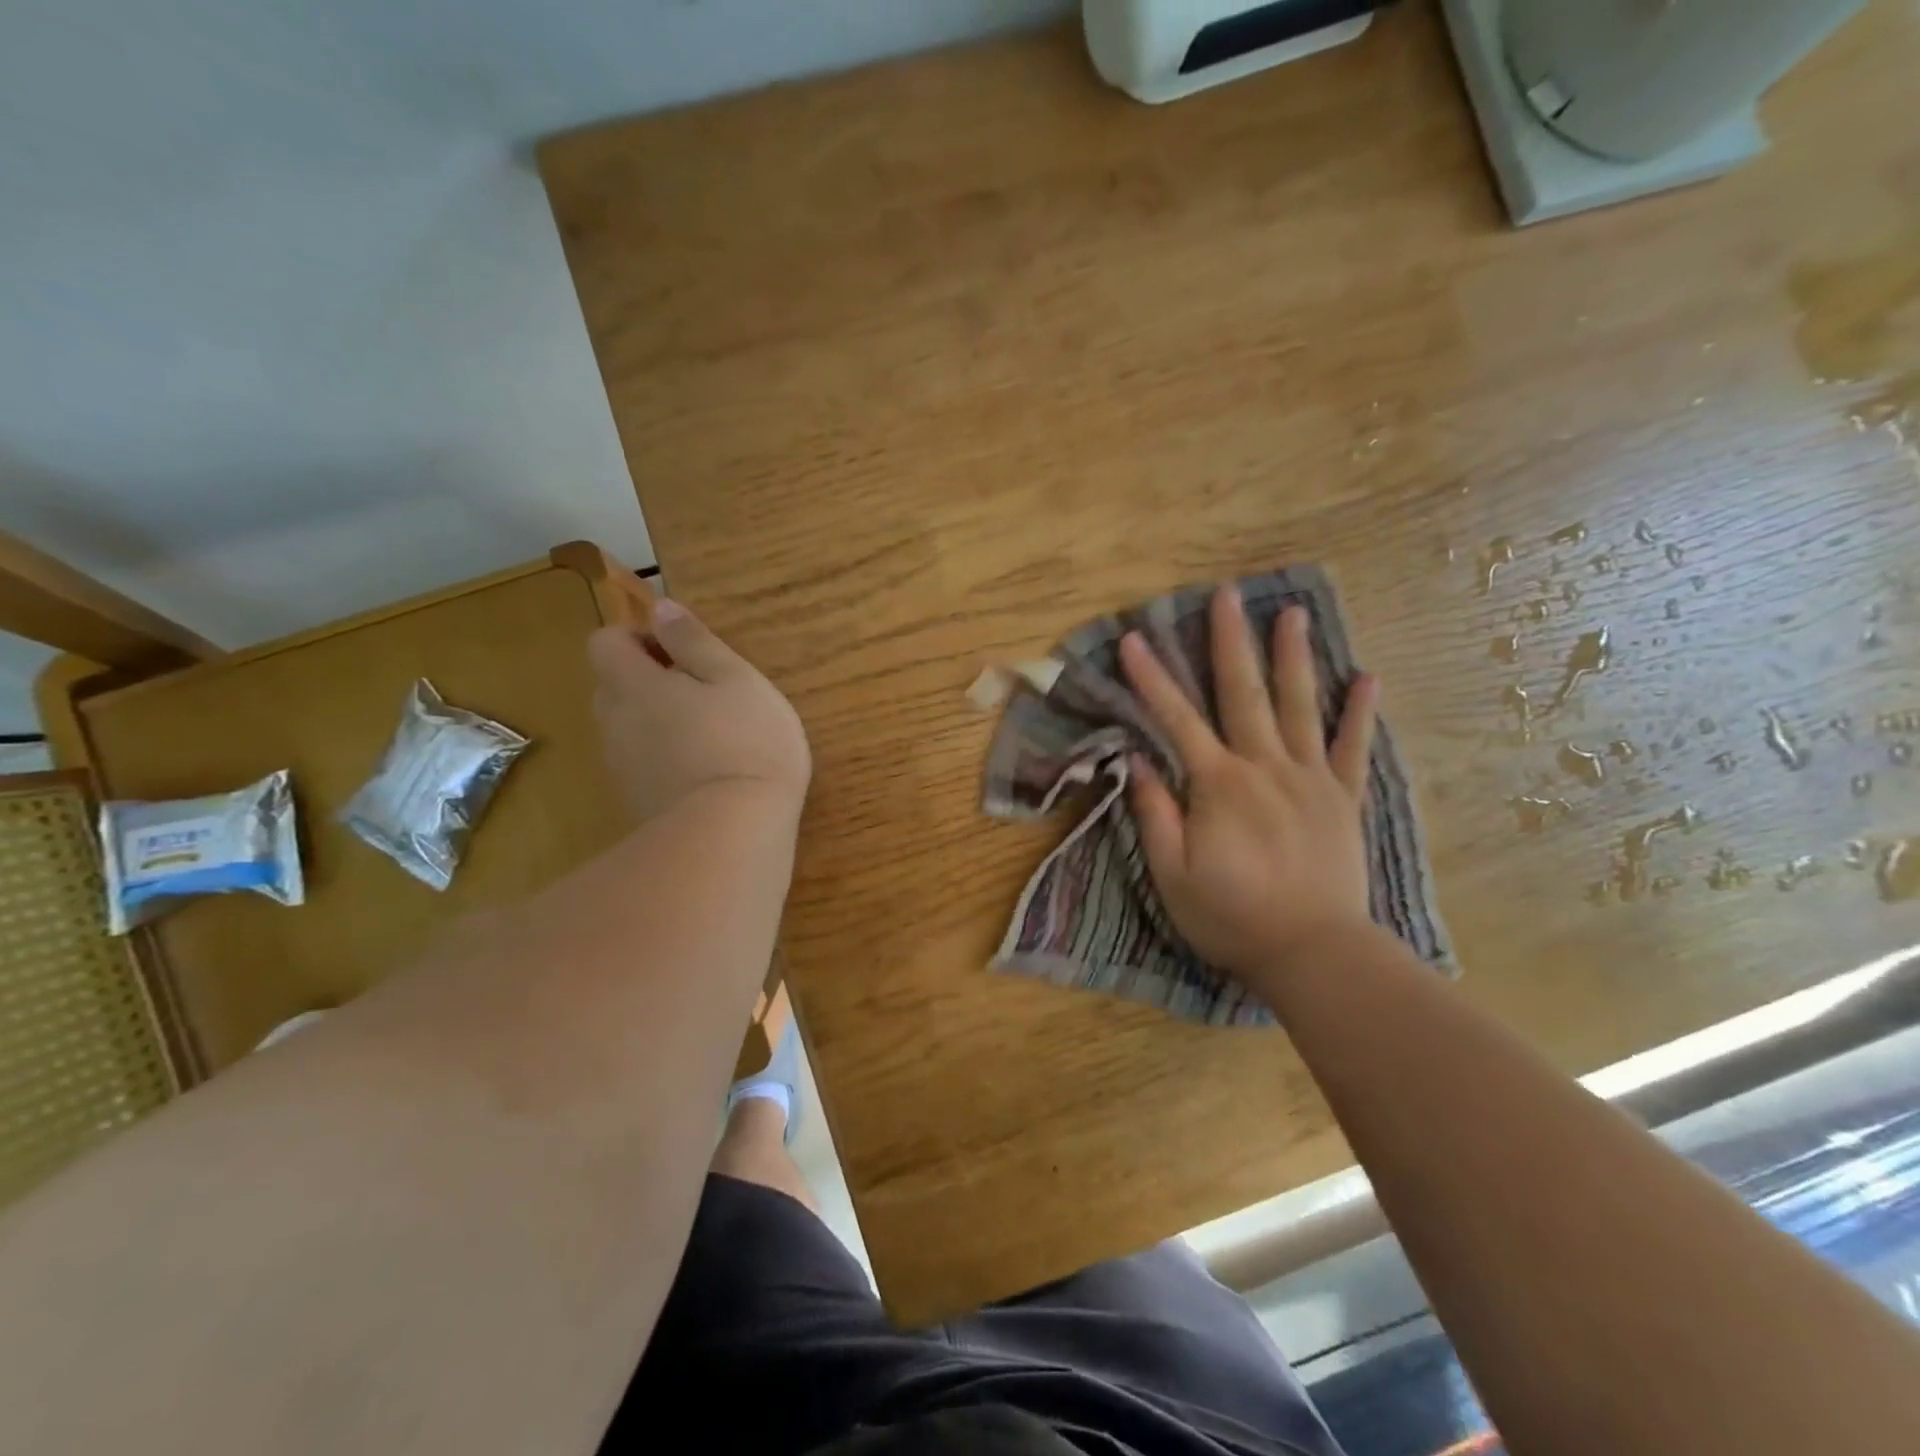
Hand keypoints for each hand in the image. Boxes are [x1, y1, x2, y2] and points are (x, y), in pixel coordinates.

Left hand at [588, 600, 810, 824]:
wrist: (733, 834)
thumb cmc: (745, 742)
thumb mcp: (736, 679)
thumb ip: (696, 642)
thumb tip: (661, 608)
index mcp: (633, 685)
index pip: (605, 642)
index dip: (638, 637)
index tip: (683, 653)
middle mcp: (614, 723)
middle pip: (613, 686)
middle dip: (649, 680)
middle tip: (705, 693)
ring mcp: (622, 768)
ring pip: (628, 728)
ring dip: (658, 721)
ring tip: (712, 735)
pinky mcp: (636, 803)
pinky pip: (642, 763)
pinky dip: (665, 758)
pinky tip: (708, 772)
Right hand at [1120, 585, 1378, 997]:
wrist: (1314, 952)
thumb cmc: (1231, 916)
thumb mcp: (1172, 873)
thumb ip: (1155, 812)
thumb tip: (1138, 758)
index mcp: (1218, 784)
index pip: (1176, 719)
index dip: (1151, 678)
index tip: (1133, 639)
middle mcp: (1265, 766)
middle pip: (1244, 693)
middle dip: (1230, 640)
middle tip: (1226, 594)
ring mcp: (1310, 779)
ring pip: (1300, 705)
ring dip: (1293, 656)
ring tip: (1292, 612)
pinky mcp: (1342, 799)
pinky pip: (1353, 748)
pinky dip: (1359, 712)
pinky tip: (1366, 677)